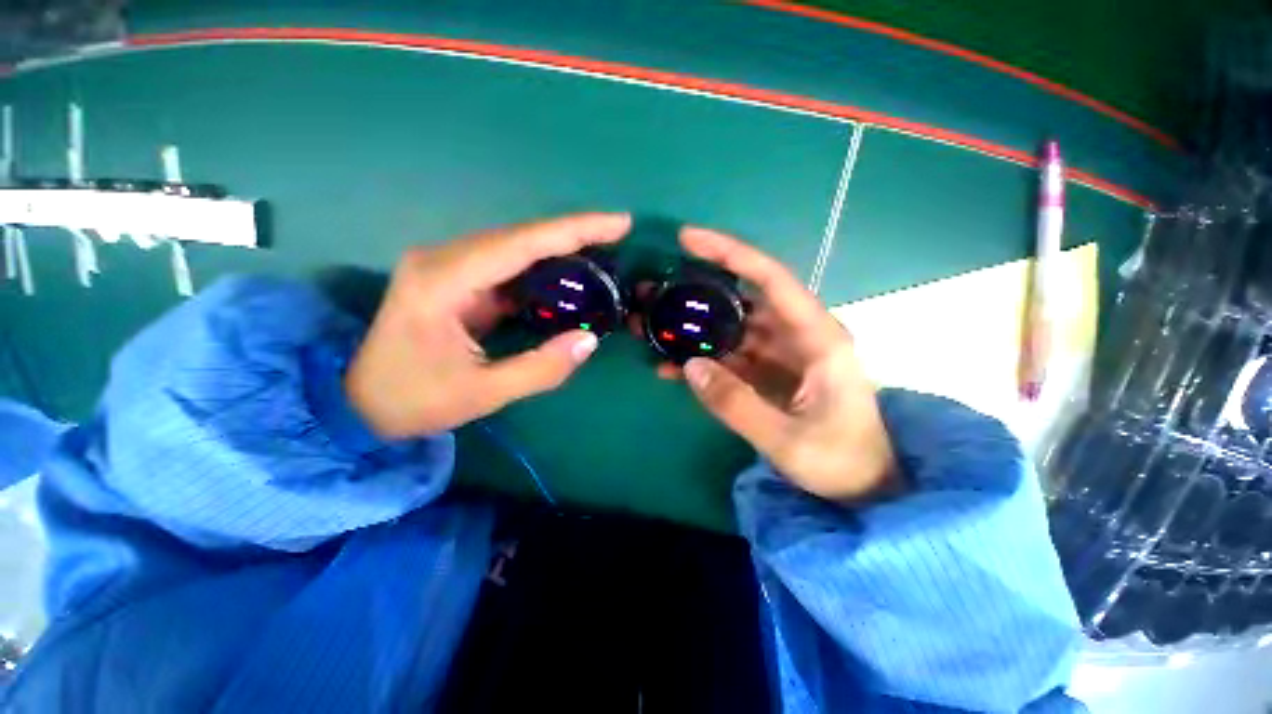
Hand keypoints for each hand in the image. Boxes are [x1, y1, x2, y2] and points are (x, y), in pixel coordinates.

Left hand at [345, 213, 630, 437]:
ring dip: (559, 247)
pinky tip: (567, 273)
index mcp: (444, 281)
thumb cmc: (415, 399)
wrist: (360, 403)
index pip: (521, 244)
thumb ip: (540, 368)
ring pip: (515, 246)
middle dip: (573, 233)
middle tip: (618, 234)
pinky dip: (542, 266)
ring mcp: (447, 267)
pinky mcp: (456, 279)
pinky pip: (507, 264)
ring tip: (601, 251)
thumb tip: (590, 340)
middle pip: (520, 236)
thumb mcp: (483, 393)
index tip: (618, 222)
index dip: (574, 230)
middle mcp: (444, 260)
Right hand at [670, 227, 900, 502]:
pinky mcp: (769, 372)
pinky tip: (672, 366)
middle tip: (656, 292)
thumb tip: (690, 365)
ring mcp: (782, 354)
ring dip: (695, 328)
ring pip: (732, 328)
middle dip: (699, 293)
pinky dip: (703, 359)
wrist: (865, 488)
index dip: (730, 253)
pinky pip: (731, 356)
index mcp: (817, 337)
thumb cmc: (841, 463)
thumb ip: (736, 404)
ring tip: (654, 328)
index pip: (770, 278)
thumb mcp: (787, 440)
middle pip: (743, 299)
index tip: (687, 239)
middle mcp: (799, 335)